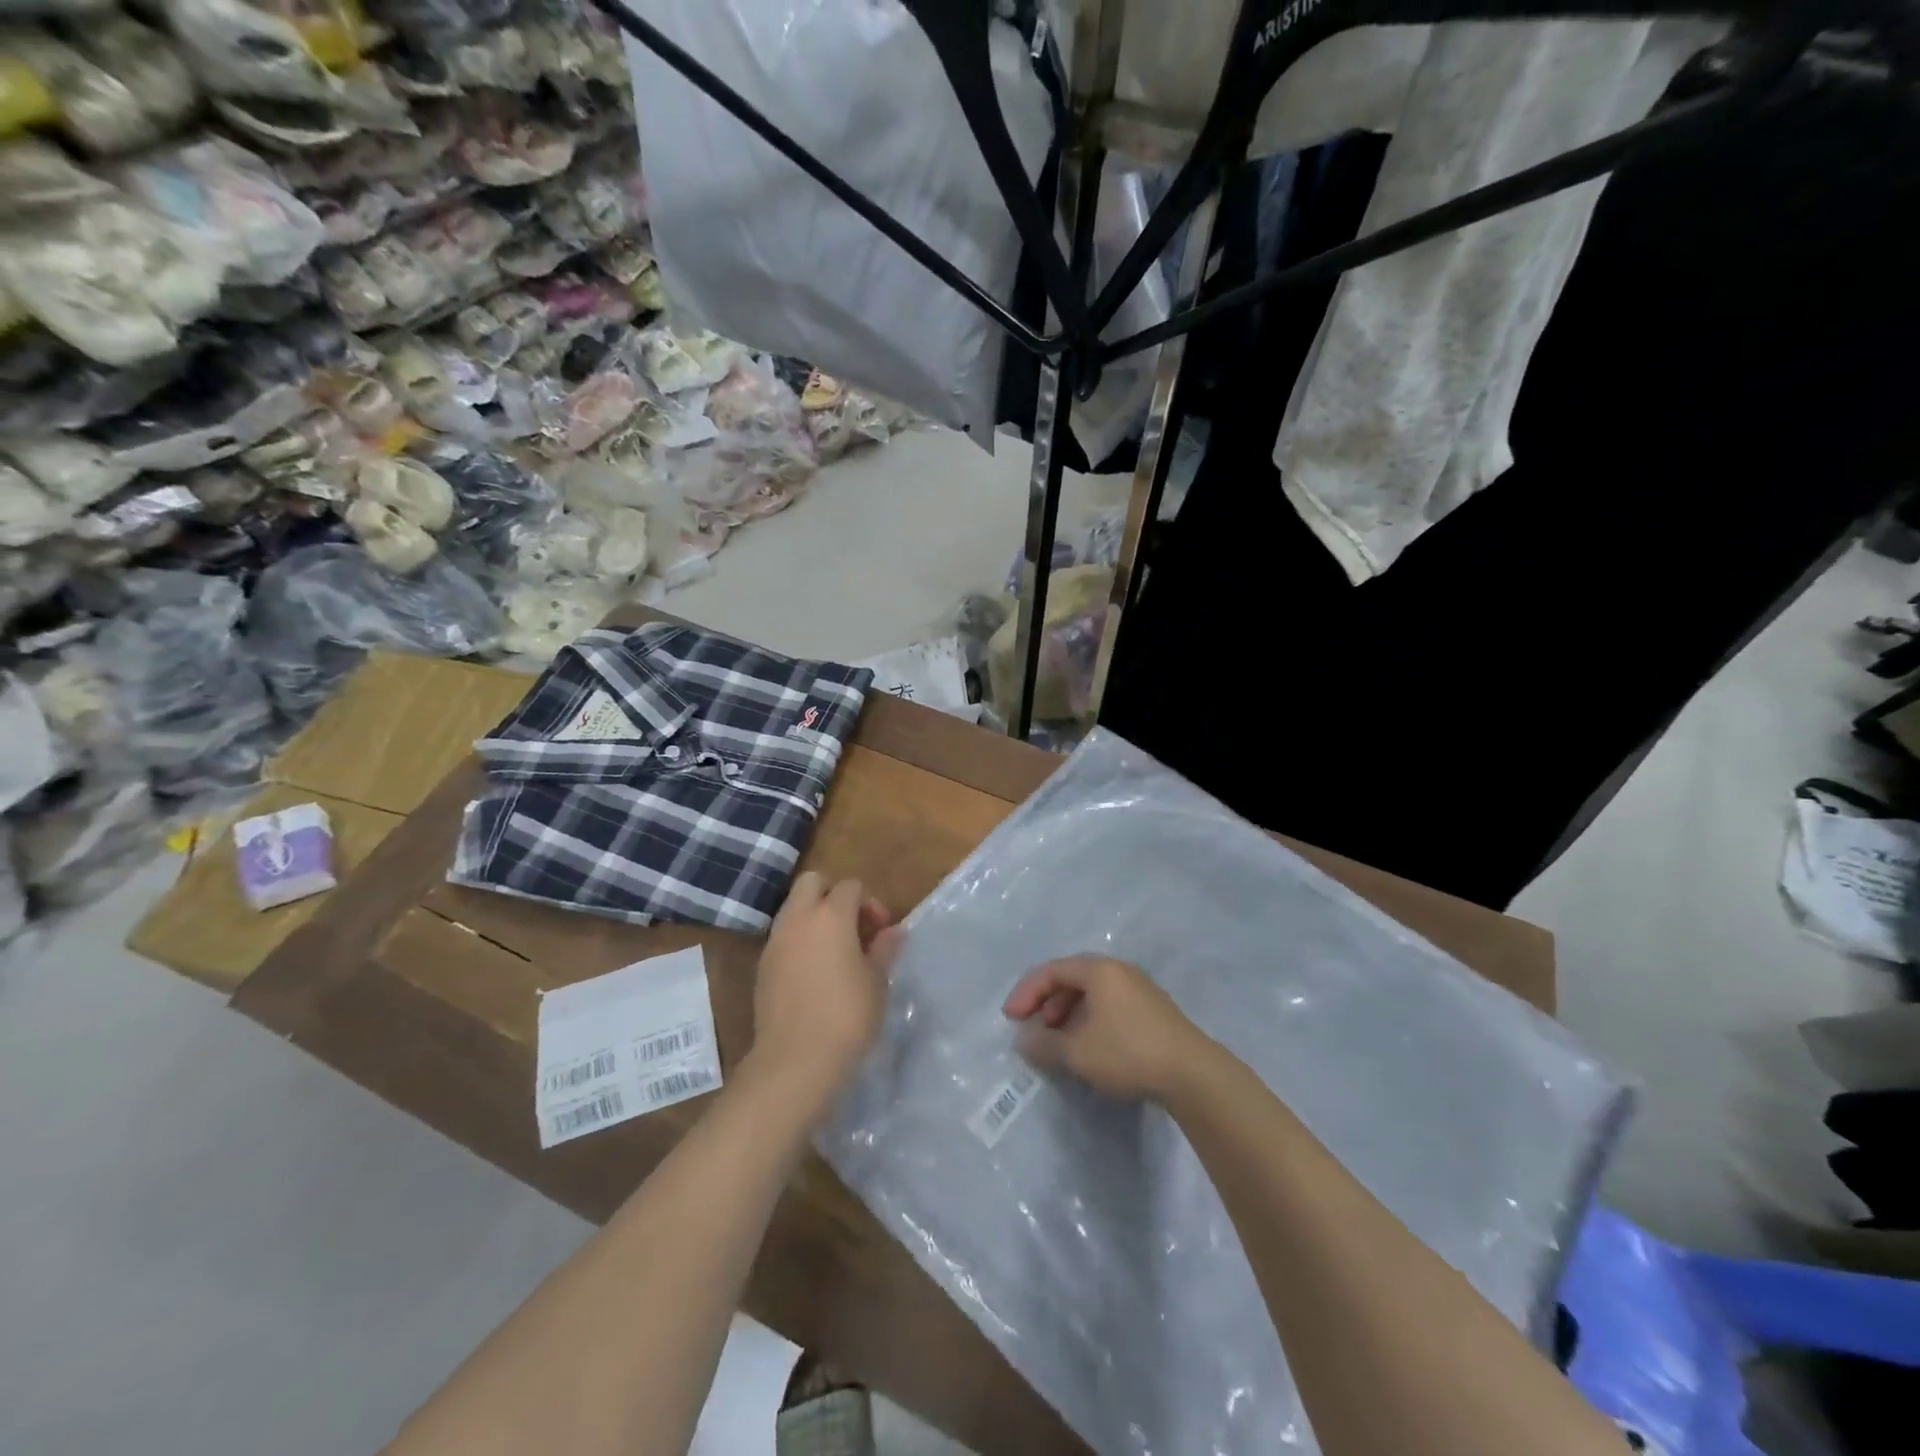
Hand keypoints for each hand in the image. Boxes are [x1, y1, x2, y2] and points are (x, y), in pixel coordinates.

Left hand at [748, 872, 902, 1108]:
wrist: (795, 1060)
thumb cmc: (846, 1015)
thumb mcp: (877, 981)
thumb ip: (884, 948)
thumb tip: (894, 931)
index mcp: (831, 915)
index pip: (851, 886)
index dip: (870, 903)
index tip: (881, 932)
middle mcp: (798, 918)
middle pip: (813, 882)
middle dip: (834, 895)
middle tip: (854, 927)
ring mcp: (776, 941)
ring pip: (794, 908)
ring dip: (815, 917)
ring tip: (836, 952)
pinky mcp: (763, 966)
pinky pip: (784, 936)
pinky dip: (800, 940)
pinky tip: (815, 972)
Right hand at [1003, 955, 1210, 1100]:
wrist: (1192, 1074)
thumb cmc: (1127, 1052)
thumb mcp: (1077, 1052)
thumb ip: (1043, 1044)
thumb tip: (1022, 1040)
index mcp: (1098, 970)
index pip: (1051, 971)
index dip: (1026, 992)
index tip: (1010, 1018)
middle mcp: (1119, 971)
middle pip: (1072, 978)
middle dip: (1047, 1002)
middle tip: (1033, 1028)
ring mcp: (1139, 989)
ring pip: (1092, 993)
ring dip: (1067, 1013)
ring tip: (1058, 1040)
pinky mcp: (1152, 1010)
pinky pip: (1109, 1005)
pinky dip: (1089, 1020)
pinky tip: (1088, 1046)